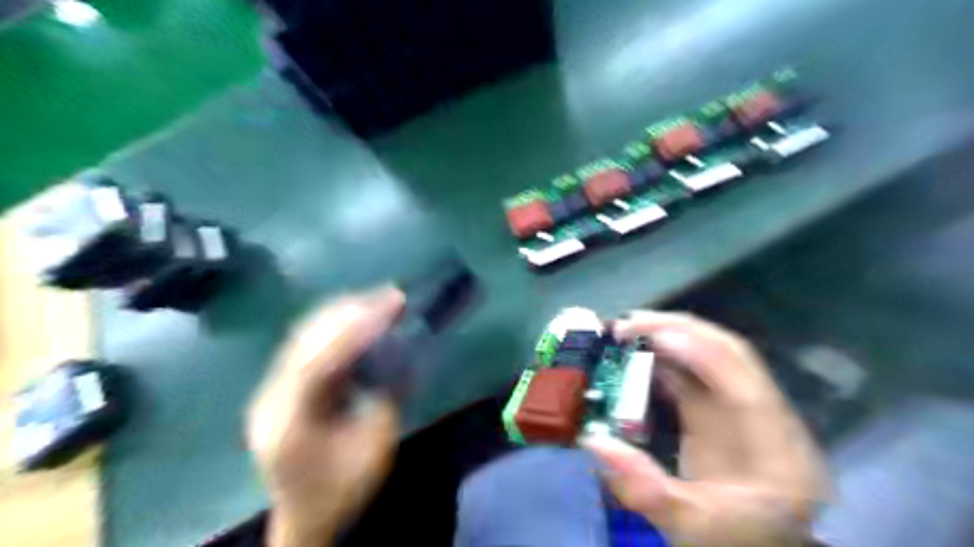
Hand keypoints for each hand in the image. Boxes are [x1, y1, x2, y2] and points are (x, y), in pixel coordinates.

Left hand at [250, 287, 407, 546]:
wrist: (306, 518)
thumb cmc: (341, 490)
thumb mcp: (376, 448)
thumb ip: (387, 397)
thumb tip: (402, 352)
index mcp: (290, 421)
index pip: (320, 361)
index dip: (356, 329)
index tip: (391, 306)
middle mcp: (272, 398)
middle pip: (307, 340)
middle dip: (352, 313)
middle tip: (391, 296)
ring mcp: (271, 390)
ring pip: (305, 337)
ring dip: (344, 314)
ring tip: (380, 300)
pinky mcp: (281, 386)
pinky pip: (309, 346)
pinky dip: (337, 328)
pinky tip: (360, 318)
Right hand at [576, 313, 827, 546]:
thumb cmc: (732, 541)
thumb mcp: (689, 528)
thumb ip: (644, 489)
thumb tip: (593, 440)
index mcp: (778, 453)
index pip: (746, 386)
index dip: (701, 354)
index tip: (653, 337)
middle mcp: (768, 419)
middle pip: (732, 355)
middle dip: (680, 330)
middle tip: (629, 324)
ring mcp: (745, 411)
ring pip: (712, 356)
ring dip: (670, 337)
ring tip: (627, 332)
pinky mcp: (723, 411)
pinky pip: (694, 373)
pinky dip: (666, 358)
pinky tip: (637, 356)